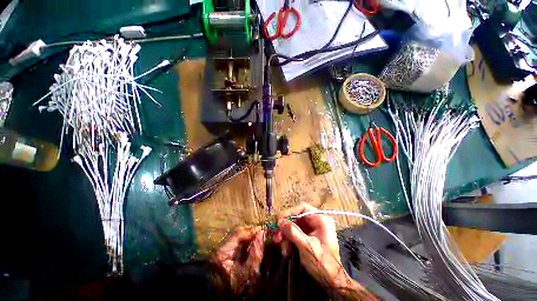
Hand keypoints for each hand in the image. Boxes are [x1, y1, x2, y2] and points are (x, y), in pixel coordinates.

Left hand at [210, 226, 264, 293]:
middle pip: (237, 232)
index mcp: (221, 253)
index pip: (238, 233)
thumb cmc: (238, 290)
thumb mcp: (249, 273)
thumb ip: (256, 252)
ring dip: (250, 236)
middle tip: (263, 233)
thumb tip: (262, 233)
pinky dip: (247, 241)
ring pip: (238, 236)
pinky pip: (238, 242)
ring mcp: (222, 251)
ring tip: (260, 237)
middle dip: (251, 232)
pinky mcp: (225, 254)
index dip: (252, 230)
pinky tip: (254, 243)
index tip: (264, 231)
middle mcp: (219, 249)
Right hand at [273, 202, 347, 286]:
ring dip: (286, 234)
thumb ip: (293, 232)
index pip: (303, 208)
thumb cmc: (322, 263)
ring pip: (295, 225)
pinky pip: (296, 233)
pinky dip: (290, 239)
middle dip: (286, 226)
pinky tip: (285, 249)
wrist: (332, 281)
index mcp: (321, 220)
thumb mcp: (306, 247)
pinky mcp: (309, 236)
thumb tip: (280, 221)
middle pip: (297, 217)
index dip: (290, 212)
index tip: (279, 220)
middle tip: (276, 235)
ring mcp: (313, 229)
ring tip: (279, 244)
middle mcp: (317, 221)